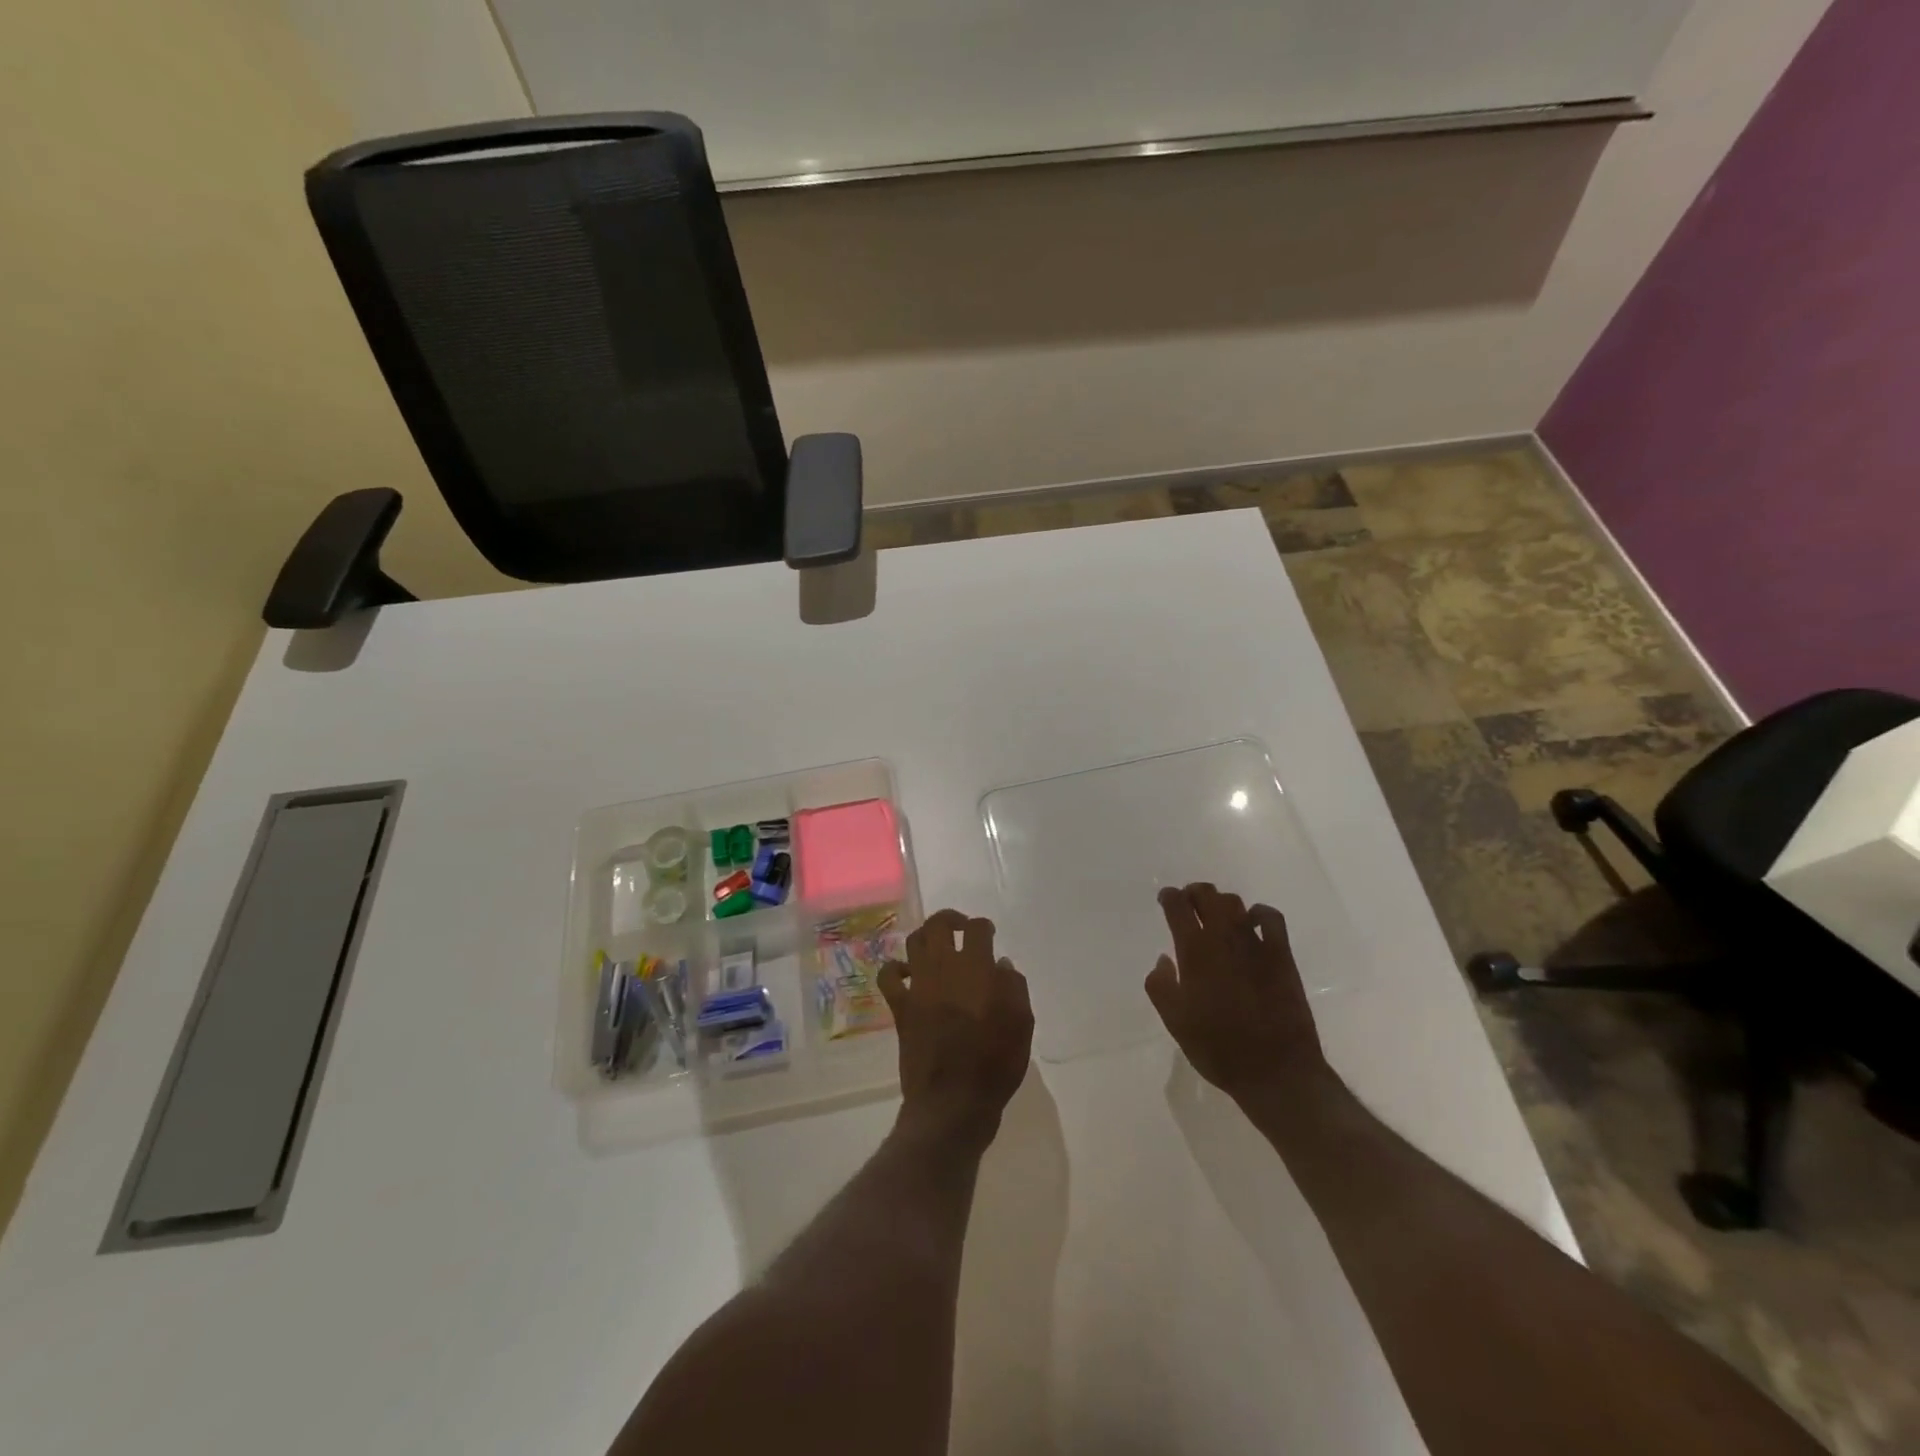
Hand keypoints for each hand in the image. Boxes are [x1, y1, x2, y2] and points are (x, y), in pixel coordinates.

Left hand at [881, 909, 1034, 1150]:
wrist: (953, 1102)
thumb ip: (1014, 987)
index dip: (983, 926)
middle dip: (950, 920)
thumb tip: (1001, 964)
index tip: (988, 934)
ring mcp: (918, 986)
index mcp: (977, 969)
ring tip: (938, 947)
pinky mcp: (901, 1007)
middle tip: (961, 928)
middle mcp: (944, 969)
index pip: (976, 929)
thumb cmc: (995, 1064)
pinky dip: (896, 968)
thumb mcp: (1022, 1025)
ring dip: (926, 938)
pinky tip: (908, 973)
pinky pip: (889, 976)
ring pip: (914, 942)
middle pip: (939, 925)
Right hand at [1144, 883, 1328, 1101]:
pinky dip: (1259, 913)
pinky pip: (1270, 918)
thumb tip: (1164, 959)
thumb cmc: (1218, 1048)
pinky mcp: (1281, 954)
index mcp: (1194, 951)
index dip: (1169, 897)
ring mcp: (1255, 943)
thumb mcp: (1175, 1022)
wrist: (1275, 1070)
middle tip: (1188, 902)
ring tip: (1215, 914)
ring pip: (1235, 903)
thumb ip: (1160, 985)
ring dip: (1221, 902)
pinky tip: (1253, 922)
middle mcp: (1223, 938)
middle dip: (1194, 893)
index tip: (1166, 899)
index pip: (1177, 906)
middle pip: (1207, 895)